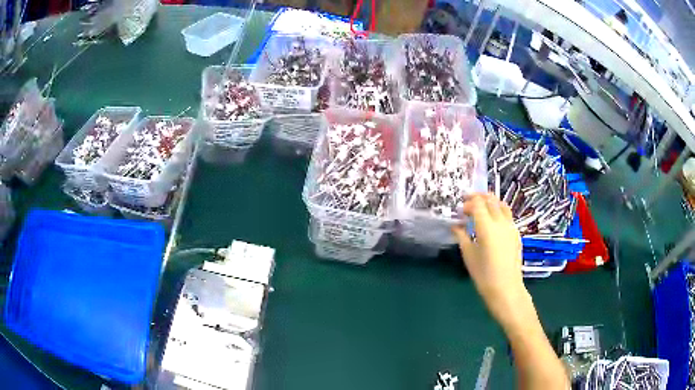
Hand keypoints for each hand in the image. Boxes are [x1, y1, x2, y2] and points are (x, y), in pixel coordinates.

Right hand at [452, 193, 526, 323]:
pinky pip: (507, 215)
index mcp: (486, 227)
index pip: (477, 203)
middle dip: (478, 197)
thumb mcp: (469, 255)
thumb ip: (462, 236)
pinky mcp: (516, 233)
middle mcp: (500, 222)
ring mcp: (511, 226)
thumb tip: (455, 225)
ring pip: (502, 204)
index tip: (460, 210)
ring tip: (482, 208)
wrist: (506, 288)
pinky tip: (493, 222)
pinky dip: (498, 211)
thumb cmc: (484, 275)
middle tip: (468, 203)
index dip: (468, 202)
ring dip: (491, 202)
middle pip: (491, 199)